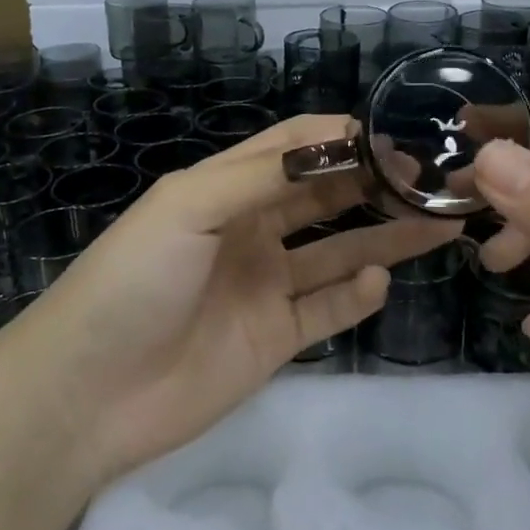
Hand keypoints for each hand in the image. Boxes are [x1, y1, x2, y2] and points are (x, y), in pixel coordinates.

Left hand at [1, 115, 460, 482]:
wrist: (89, 393)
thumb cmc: (133, 281)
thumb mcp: (186, 208)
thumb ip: (258, 176)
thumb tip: (333, 142)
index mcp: (225, 190)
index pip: (294, 147)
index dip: (342, 138)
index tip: (396, 136)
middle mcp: (251, 231)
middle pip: (325, 197)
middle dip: (375, 184)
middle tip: (432, 180)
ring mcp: (265, 286)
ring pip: (338, 251)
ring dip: (385, 236)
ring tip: (440, 223)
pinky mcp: (275, 338)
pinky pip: (328, 309)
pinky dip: (357, 295)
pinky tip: (378, 281)